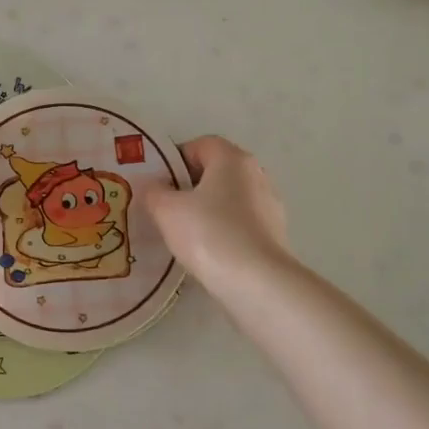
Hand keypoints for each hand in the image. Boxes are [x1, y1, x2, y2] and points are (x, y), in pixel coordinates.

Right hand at [142, 136, 290, 292]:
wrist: (257, 283)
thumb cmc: (209, 234)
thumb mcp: (167, 210)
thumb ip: (154, 192)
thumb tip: (153, 187)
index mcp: (233, 159)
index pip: (200, 145)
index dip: (175, 159)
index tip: (158, 182)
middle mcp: (256, 174)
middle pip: (217, 171)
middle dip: (190, 185)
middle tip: (165, 206)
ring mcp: (270, 205)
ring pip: (229, 199)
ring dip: (207, 210)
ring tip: (183, 233)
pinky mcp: (275, 235)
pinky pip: (241, 223)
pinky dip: (223, 231)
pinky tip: (207, 252)